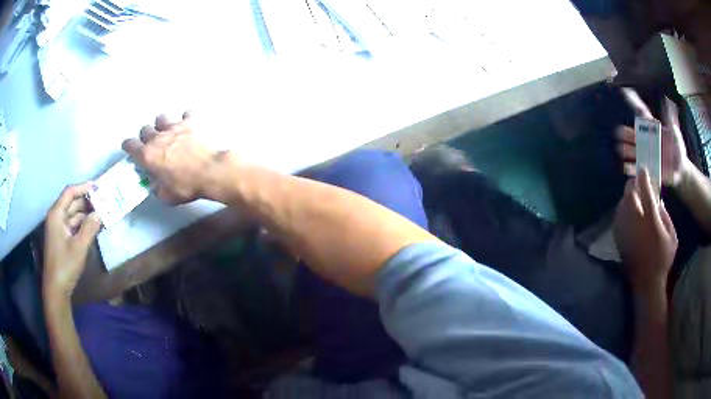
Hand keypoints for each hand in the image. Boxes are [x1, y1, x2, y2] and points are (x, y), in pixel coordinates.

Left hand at [43, 183, 100, 297]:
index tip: (98, 187)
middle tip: (103, 202)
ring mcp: (59, 228)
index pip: (70, 193)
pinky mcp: (62, 238)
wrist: (56, 288)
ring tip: (101, 214)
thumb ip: (89, 228)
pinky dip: (83, 225)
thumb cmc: (65, 265)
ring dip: (86, 214)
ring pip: (74, 214)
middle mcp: (57, 217)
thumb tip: (100, 213)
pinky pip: (74, 225)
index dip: (83, 187)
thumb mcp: (79, 247)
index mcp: (57, 214)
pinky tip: (94, 227)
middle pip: (72, 202)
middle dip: (87, 202)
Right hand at [122, 112, 222, 204]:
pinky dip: (186, 118)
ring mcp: (173, 128)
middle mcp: (157, 138)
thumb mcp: (166, 196)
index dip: (128, 146)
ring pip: (161, 118)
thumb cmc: (186, 186)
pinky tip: (188, 123)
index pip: (130, 145)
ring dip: (161, 125)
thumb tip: (154, 185)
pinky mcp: (189, 123)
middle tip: (150, 144)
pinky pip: (186, 114)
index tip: (128, 148)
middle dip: (145, 137)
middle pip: (145, 130)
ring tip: (166, 132)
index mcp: (147, 155)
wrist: (210, 171)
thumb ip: (156, 188)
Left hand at [614, 169, 677, 293]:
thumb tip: (656, 200)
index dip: (644, 177)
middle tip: (638, 183)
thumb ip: (665, 214)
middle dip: (633, 185)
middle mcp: (635, 222)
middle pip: (629, 194)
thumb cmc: (663, 259)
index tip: (644, 169)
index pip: (645, 191)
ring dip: (627, 196)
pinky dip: (623, 208)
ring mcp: (624, 231)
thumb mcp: (672, 235)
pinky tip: (630, 211)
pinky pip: (618, 215)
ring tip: (635, 196)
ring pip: (622, 203)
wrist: (646, 283)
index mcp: (651, 220)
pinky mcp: (618, 238)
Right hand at [616, 88, 691, 187]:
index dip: (634, 101)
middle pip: (635, 134)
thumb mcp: (675, 133)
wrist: (680, 171)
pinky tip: (626, 167)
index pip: (642, 113)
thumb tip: (667, 100)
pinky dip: (631, 169)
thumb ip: (671, 118)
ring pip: (633, 150)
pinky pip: (637, 169)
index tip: (624, 91)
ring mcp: (647, 154)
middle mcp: (647, 140)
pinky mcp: (648, 169)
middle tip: (618, 132)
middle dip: (626, 133)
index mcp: (653, 129)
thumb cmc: (678, 150)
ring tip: (620, 149)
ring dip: (626, 150)